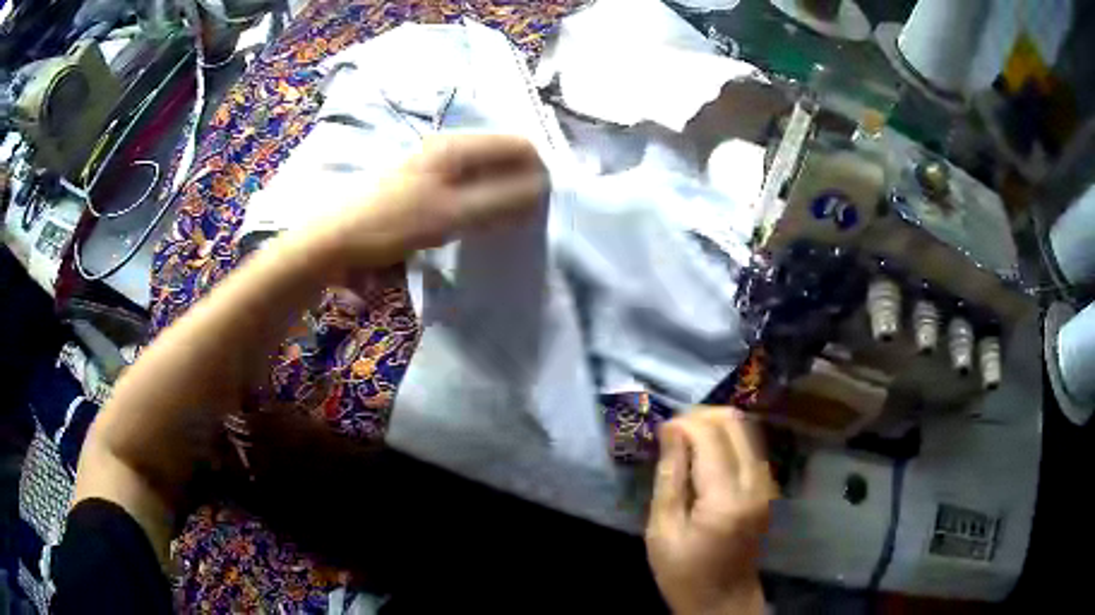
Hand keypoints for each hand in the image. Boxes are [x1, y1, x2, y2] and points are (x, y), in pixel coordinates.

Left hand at [306, 134, 546, 277]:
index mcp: (456, 146)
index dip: (538, 171)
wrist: (333, 238)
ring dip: (500, 192)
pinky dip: (479, 199)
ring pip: (485, 170)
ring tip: (502, 222)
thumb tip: (542, 189)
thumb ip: (500, 201)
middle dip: (521, 182)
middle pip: (502, 155)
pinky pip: (466, 183)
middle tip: (525, 217)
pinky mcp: (422, 180)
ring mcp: (432, 161)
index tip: (544, 205)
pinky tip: (473, 221)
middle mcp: (447, 145)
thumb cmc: (390, 222)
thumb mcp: (450, 215)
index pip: (519, 144)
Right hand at [646, 407, 776, 614]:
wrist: (724, 599)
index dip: (683, 423)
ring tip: (686, 442)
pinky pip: (750, 445)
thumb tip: (670, 429)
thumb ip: (670, 477)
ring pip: (746, 429)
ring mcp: (767, 484)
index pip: (710, 436)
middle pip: (735, 423)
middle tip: (673, 432)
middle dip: (701, 416)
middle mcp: (755, 483)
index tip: (660, 430)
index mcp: (726, 499)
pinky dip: (727, 439)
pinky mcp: (768, 486)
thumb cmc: (685, 573)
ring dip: (715, 425)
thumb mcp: (663, 530)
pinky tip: (705, 455)